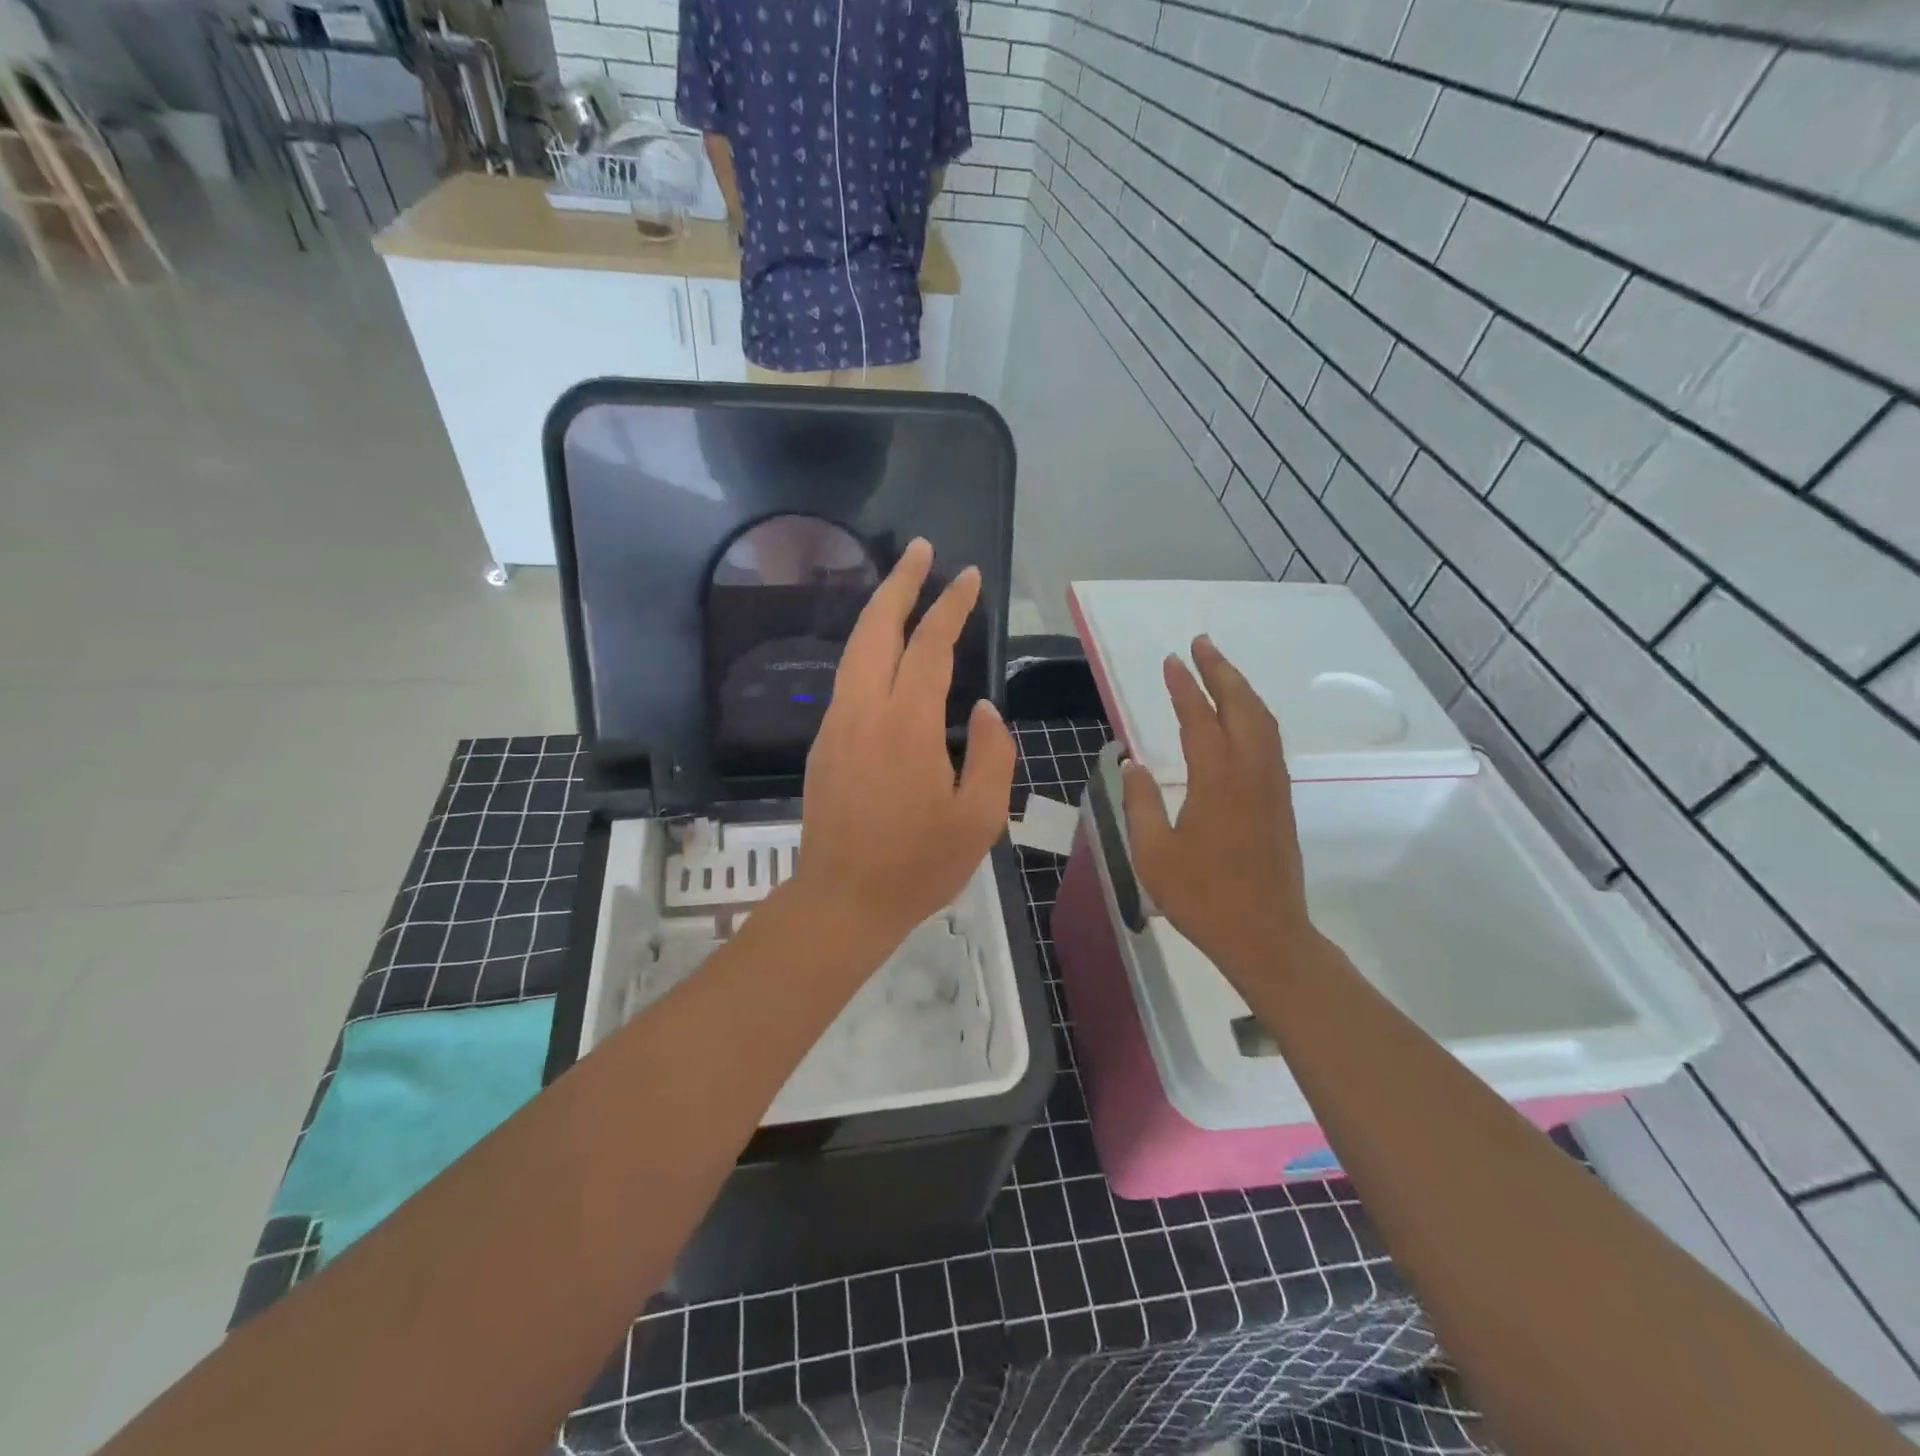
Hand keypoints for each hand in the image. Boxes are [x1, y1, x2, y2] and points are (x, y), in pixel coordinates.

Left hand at [794, 538, 1015, 945]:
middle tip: (921, 549)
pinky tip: (886, 652)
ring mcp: (836, 725)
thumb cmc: (918, 866)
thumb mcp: (980, 818)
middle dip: (899, 582)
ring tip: (902, 585)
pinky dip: (869, 648)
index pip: (930, 646)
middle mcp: (863, 712)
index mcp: (906, 726)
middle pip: (876, 628)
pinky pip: (848, 679)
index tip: (968, 576)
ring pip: (854, 650)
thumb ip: (992, 754)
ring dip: (879, 611)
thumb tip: (985, 710)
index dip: (951, 606)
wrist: (842, 902)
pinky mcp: (823, 743)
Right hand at [1121, 636, 1318, 981]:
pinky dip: (1254, 715)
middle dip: (1221, 671)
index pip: (1200, 719)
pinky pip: (1270, 742)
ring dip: (1241, 689)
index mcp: (1217, 781)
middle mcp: (1251, 773)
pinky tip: (1241, 719)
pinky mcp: (1281, 801)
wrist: (1265, 935)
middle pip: (1242, 706)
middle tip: (1201, 644)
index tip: (1171, 660)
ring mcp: (1272, 786)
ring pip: (1263, 722)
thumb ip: (1141, 803)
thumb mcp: (1153, 853)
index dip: (1185, 687)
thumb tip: (1132, 765)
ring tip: (1219, 669)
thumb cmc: (1202, 897)